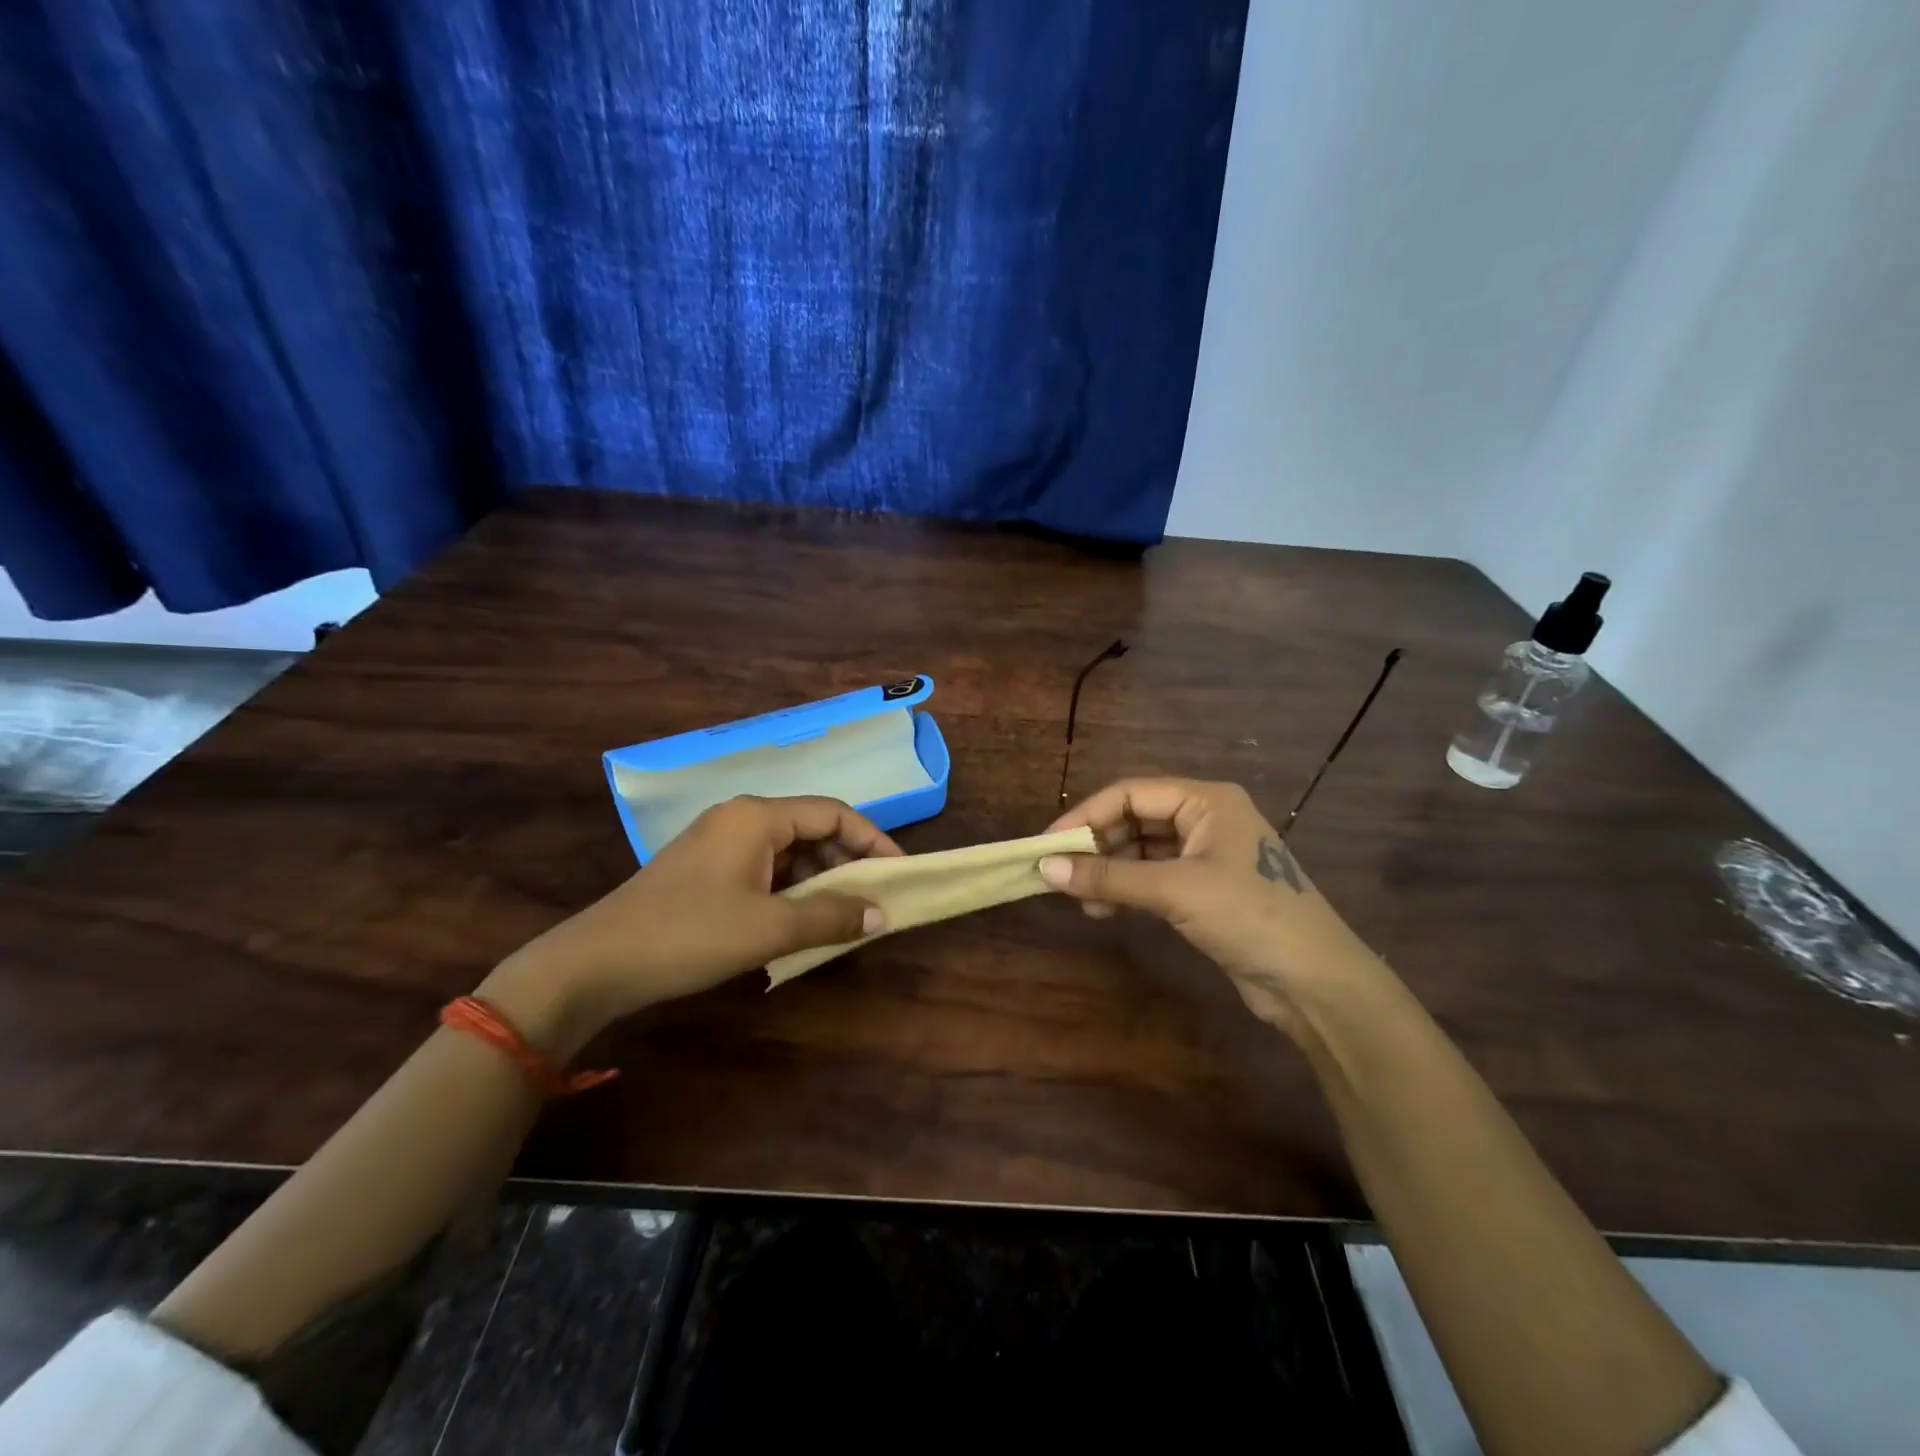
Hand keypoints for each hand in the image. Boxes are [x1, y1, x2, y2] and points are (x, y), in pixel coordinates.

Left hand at [492, 796, 899, 1041]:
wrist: (596, 963)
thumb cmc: (690, 934)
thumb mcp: (769, 927)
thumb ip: (831, 917)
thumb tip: (881, 916)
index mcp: (758, 816)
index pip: (834, 813)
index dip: (873, 840)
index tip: (898, 873)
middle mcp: (741, 818)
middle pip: (812, 828)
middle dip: (848, 862)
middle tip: (874, 900)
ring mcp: (720, 843)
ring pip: (789, 850)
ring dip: (820, 879)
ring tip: (843, 915)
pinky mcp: (706, 869)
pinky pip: (765, 868)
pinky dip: (791, 889)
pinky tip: (801, 919)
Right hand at [1040, 778, 1382, 1031]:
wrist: (1316, 981)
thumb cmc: (1249, 916)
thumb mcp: (1174, 890)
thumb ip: (1108, 878)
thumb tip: (1045, 868)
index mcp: (1206, 800)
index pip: (1130, 793)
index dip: (1085, 815)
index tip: (1048, 844)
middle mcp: (1206, 818)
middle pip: (1134, 819)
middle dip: (1096, 845)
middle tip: (1059, 873)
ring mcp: (1207, 855)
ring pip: (1141, 850)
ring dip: (1109, 871)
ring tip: (1079, 898)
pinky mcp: (1206, 889)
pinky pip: (1154, 877)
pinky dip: (1127, 890)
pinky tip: (1104, 911)